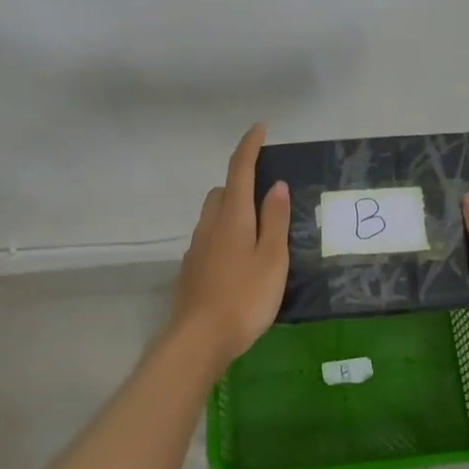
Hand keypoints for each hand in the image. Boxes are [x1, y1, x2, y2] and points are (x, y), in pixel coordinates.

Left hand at [167, 124, 291, 370]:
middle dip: (241, 183)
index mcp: (233, 217)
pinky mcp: (191, 269)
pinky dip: (224, 235)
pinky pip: (209, 238)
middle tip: (266, 196)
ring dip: (232, 210)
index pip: (240, 170)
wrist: (198, 340)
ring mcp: (197, 248)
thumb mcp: (272, 259)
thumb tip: (276, 185)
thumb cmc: (244, 298)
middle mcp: (210, 225)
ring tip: (256, 231)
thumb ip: (275, 221)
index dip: (249, 146)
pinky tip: (238, 260)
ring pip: (213, 215)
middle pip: (223, 191)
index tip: (260, 128)